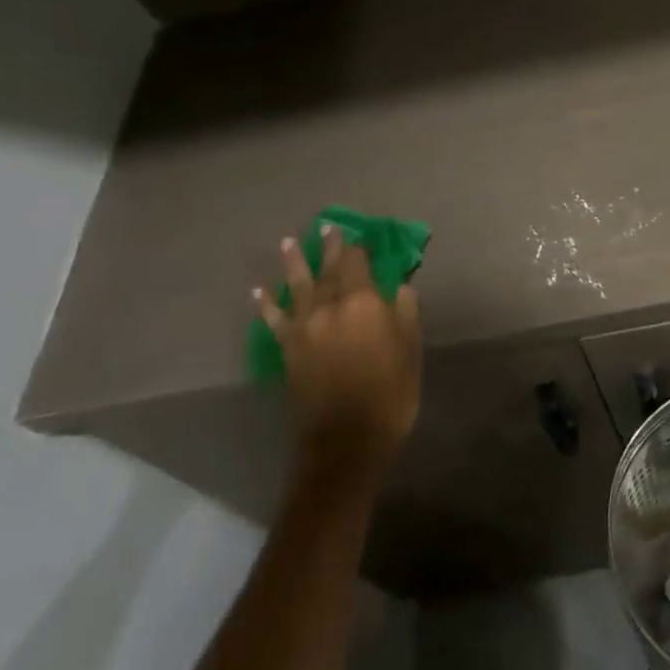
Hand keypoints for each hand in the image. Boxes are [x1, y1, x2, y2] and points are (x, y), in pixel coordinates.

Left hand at [257, 227, 422, 472]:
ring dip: (292, 263)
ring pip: (296, 286)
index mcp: (363, 302)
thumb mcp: (411, 350)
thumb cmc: (390, 394)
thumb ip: (404, 312)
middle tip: (326, 227)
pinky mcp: (287, 349)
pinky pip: (273, 319)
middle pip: (327, 269)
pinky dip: (265, 304)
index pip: (357, 263)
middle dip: (328, 247)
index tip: (361, 237)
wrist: (346, 442)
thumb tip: (398, 286)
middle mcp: (329, 307)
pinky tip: (258, 291)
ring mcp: (304, 327)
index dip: (359, 247)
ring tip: (288, 242)